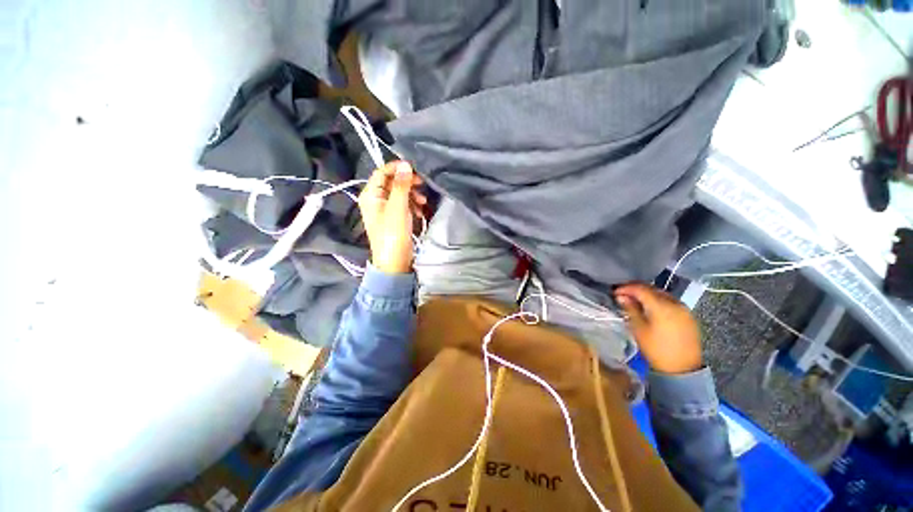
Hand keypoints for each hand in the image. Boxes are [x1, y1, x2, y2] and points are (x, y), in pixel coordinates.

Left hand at [358, 161, 426, 273]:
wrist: (394, 262)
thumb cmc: (393, 234)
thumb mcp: (398, 208)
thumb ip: (401, 186)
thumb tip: (405, 164)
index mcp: (371, 195)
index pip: (382, 172)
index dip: (397, 168)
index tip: (414, 169)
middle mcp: (376, 200)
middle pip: (392, 183)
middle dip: (408, 184)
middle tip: (422, 185)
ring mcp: (385, 210)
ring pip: (400, 194)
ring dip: (412, 195)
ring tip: (423, 203)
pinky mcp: (394, 218)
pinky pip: (403, 205)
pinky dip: (412, 206)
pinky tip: (420, 211)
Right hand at [614, 283, 702, 374]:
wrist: (682, 369)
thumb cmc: (656, 349)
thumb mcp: (638, 329)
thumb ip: (630, 309)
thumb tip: (621, 297)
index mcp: (661, 306)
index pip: (641, 289)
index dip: (626, 288)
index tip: (614, 292)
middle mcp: (675, 303)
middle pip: (652, 289)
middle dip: (636, 289)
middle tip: (622, 294)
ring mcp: (684, 309)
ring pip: (661, 294)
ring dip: (647, 294)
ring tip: (635, 300)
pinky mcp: (688, 315)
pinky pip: (670, 301)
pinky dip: (657, 300)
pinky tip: (650, 307)